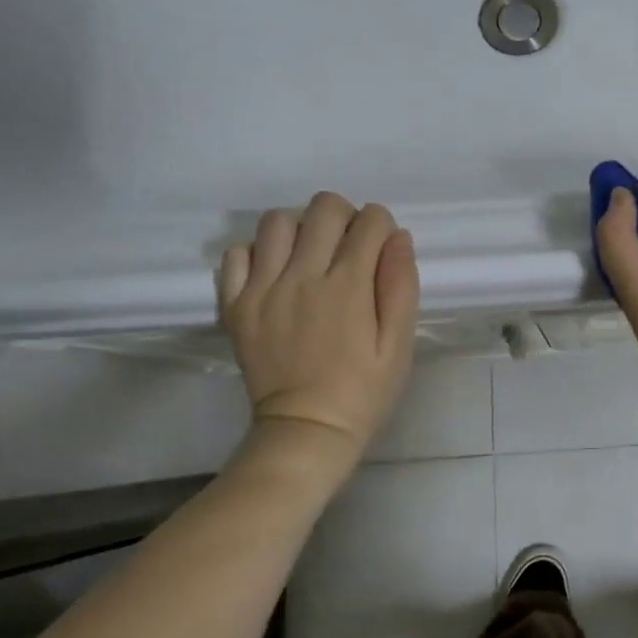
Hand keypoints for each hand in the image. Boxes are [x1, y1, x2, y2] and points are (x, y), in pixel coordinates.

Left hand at [219, 194, 419, 457]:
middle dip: (346, 217)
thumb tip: (398, 237)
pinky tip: (276, 273)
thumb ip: (401, 286)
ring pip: (277, 221)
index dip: (383, 227)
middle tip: (350, 248)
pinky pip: (237, 253)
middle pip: (324, 208)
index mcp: (349, 286)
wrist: (306, 430)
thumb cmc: (364, 390)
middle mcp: (303, 276)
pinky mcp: (236, 304)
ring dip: (302, 228)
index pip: (370, 221)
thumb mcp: (399, 344)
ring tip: (312, 255)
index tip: (383, 249)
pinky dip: (258, 252)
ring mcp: (263, 288)